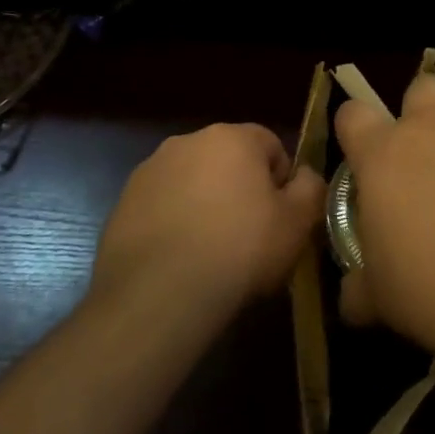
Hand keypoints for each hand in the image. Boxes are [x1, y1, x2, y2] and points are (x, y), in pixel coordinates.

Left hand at [92, 124, 323, 316]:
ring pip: (192, 181)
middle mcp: (187, 141)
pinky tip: (180, 259)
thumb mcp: (297, 222)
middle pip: (228, 160)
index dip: (280, 181)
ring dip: (205, 204)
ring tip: (211, 251)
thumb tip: (305, 175)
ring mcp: (149, 171)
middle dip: (240, 189)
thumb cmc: (240, 250)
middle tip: (249, 235)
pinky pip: (162, 206)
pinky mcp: (123, 203)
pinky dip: (174, 222)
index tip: (279, 217)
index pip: (270, 145)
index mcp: (232, 137)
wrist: (158, 296)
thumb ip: (311, 187)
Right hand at [335, 73, 434, 352]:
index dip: (357, 127)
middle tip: (431, 147)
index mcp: (382, 155)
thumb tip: (352, 299)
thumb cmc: (430, 287)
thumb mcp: (380, 297)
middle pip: (422, 86)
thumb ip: (360, 287)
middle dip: (425, 107)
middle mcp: (430, 126)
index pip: (354, 114)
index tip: (364, 151)